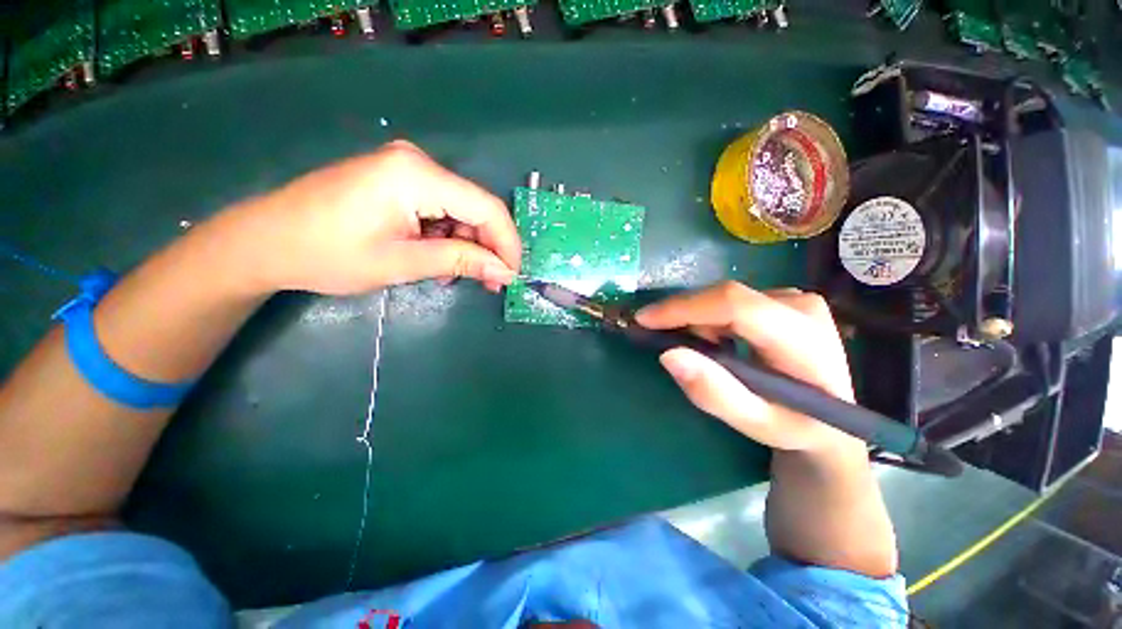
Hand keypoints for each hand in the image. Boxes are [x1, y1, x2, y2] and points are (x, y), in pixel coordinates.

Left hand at [224, 140, 520, 294]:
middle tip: (489, 283)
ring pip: (461, 211)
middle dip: (487, 248)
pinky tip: (436, 259)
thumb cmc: (328, 254)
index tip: (512, 275)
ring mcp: (407, 169)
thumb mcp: (403, 263)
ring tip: (454, 275)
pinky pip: (441, 210)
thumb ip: (461, 262)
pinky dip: (447, 237)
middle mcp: (418, 162)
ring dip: (466, 246)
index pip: (487, 207)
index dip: (507, 244)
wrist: (265, 242)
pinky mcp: (399, 180)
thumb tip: (505, 273)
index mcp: (417, 175)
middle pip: (476, 208)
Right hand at [635, 282, 861, 454]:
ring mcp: (794, 297)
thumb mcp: (755, 422)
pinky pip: (731, 300)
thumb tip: (669, 354)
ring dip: (697, 319)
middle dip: (684, 315)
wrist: (833, 418)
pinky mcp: (784, 298)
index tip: (645, 319)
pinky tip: (713, 341)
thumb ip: (714, 393)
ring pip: (724, 297)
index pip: (736, 306)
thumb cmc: (796, 426)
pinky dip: (710, 318)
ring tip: (696, 350)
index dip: (685, 308)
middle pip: (725, 297)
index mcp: (804, 338)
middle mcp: (801, 305)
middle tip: (659, 338)